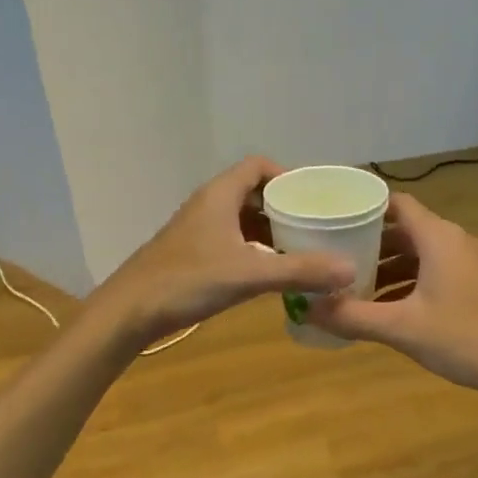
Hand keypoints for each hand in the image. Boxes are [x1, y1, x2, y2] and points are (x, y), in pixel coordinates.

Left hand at [90, 158, 356, 348]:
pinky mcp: (192, 253)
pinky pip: (231, 239)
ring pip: (241, 218)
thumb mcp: (248, 274)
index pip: (258, 166)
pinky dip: (254, 248)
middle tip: (316, 223)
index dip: (288, 175)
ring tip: (301, 246)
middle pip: (252, 191)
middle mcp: (208, 205)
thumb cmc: (187, 281)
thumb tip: (349, 270)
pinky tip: (270, 270)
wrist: (129, 312)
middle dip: (284, 205)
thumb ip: (299, 271)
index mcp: (220, 195)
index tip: (314, 196)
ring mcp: (197, 230)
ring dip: (270, 228)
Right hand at [309, 194, 477, 395]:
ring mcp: (467, 263)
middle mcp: (453, 240)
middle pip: (404, 228)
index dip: (363, 208)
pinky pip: (433, 270)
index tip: (332, 220)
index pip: (395, 203)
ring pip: (419, 253)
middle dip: (369, 242)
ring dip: (388, 266)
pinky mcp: (475, 284)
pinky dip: (407, 281)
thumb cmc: (465, 338)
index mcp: (438, 237)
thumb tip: (307, 308)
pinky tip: (386, 308)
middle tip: (333, 256)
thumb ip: (353, 317)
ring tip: (352, 286)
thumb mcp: (402, 328)